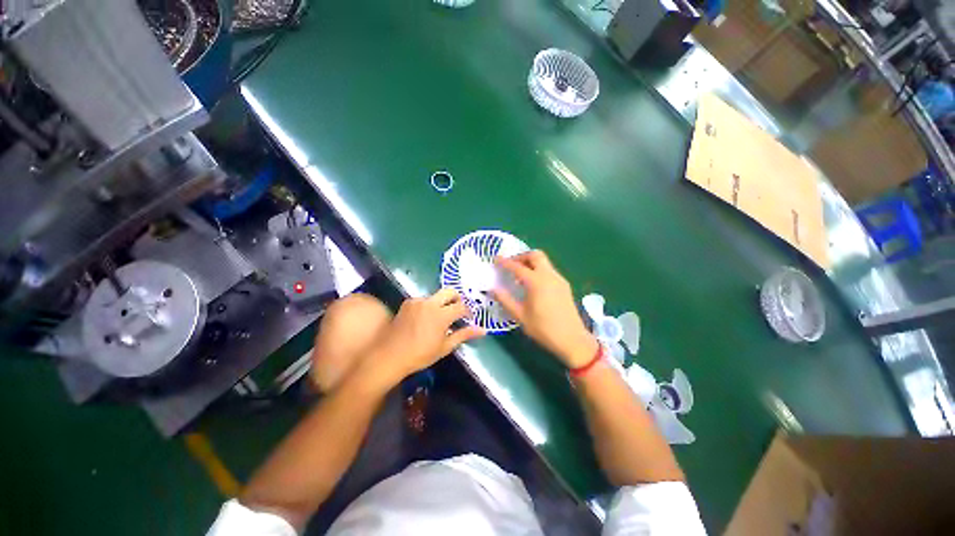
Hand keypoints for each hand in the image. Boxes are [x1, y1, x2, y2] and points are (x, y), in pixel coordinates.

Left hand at [369, 289, 484, 385]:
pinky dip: (430, 305)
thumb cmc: (420, 355)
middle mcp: (430, 303)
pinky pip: (424, 299)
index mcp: (441, 315)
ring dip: (443, 302)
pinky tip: (426, 319)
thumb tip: (483, 330)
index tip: (469, 319)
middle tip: (459, 311)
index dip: (468, 312)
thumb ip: (464, 335)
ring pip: (437, 295)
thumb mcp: (445, 347)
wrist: (389, 356)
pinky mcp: (408, 302)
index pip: (462, 306)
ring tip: (441, 318)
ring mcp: (417, 301)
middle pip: (450, 291)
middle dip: (458, 299)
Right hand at [493, 251, 597, 367]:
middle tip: (511, 265)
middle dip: (521, 256)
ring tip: (520, 275)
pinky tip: (533, 284)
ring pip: (544, 261)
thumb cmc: (543, 329)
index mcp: (536, 281)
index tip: (495, 260)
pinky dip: (538, 270)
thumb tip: (493, 289)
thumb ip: (505, 300)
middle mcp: (548, 275)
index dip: (505, 262)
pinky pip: (549, 270)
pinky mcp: (564, 285)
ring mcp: (559, 279)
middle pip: (535, 255)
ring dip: (531, 263)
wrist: (572, 339)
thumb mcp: (520, 316)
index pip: (517, 266)